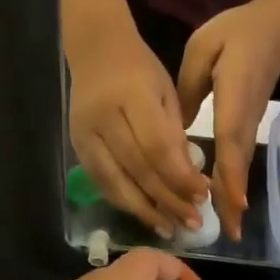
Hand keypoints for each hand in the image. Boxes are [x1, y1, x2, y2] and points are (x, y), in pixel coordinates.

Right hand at [70, 25, 210, 236]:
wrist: (95, 50)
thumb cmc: (140, 69)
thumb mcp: (166, 93)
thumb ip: (175, 135)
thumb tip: (189, 182)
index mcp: (132, 96)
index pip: (158, 146)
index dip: (181, 176)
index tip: (203, 196)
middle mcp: (103, 117)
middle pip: (137, 169)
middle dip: (168, 199)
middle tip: (193, 222)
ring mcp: (84, 134)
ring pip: (115, 182)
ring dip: (145, 210)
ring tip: (170, 229)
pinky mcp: (75, 146)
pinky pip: (101, 182)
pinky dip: (124, 201)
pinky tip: (144, 214)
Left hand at [177, 0, 279, 240]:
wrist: (275, 26)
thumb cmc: (236, 33)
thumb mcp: (203, 50)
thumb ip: (189, 87)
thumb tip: (176, 127)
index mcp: (233, 99)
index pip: (230, 143)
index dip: (229, 175)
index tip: (229, 205)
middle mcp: (244, 119)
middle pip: (238, 164)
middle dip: (233, 199)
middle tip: (228, 233)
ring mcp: (249, 123)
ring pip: (240, 164)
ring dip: (234, 195)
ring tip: (229, 227)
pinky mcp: (248, 123)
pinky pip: (239, 156)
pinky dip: (233, 180)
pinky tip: (226, 198)